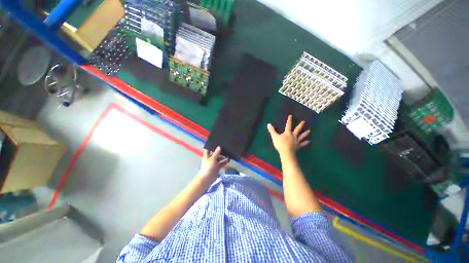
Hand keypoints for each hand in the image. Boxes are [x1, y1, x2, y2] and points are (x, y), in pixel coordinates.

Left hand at [197, 146, 229, 182]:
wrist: (207, 178)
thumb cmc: (208, 167)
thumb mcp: (213, 158)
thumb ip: (216, 153)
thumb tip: (219, 147)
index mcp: (207, 156)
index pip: (208, 150)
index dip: (212, 147)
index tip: (217, 143)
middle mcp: (210, 159)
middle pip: (215, 154)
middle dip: (219, 151)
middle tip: (225, 148)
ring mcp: (214, 163)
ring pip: (219, 158)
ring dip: (223, 156)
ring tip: (228, 153)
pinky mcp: (217, 167)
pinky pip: (221, 163)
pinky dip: (225, 161)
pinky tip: (229, 159)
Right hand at [267, 115, 309, 155]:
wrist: (286, 152)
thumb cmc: (280, 144)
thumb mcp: (274, 136)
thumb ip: (272, 130)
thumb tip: (268, 124)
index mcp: (287, 133)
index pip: (288, 125)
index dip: (289, 120)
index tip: (291, 116)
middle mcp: (293, 135)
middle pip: (297, 129)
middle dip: (300, 125)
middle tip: (304, 121)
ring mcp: (296, 141)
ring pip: (302, 136)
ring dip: (305, 133)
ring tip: (309, 131)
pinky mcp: (298, 146)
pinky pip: (302, 144)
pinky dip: (305, 143)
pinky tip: (308, 142)